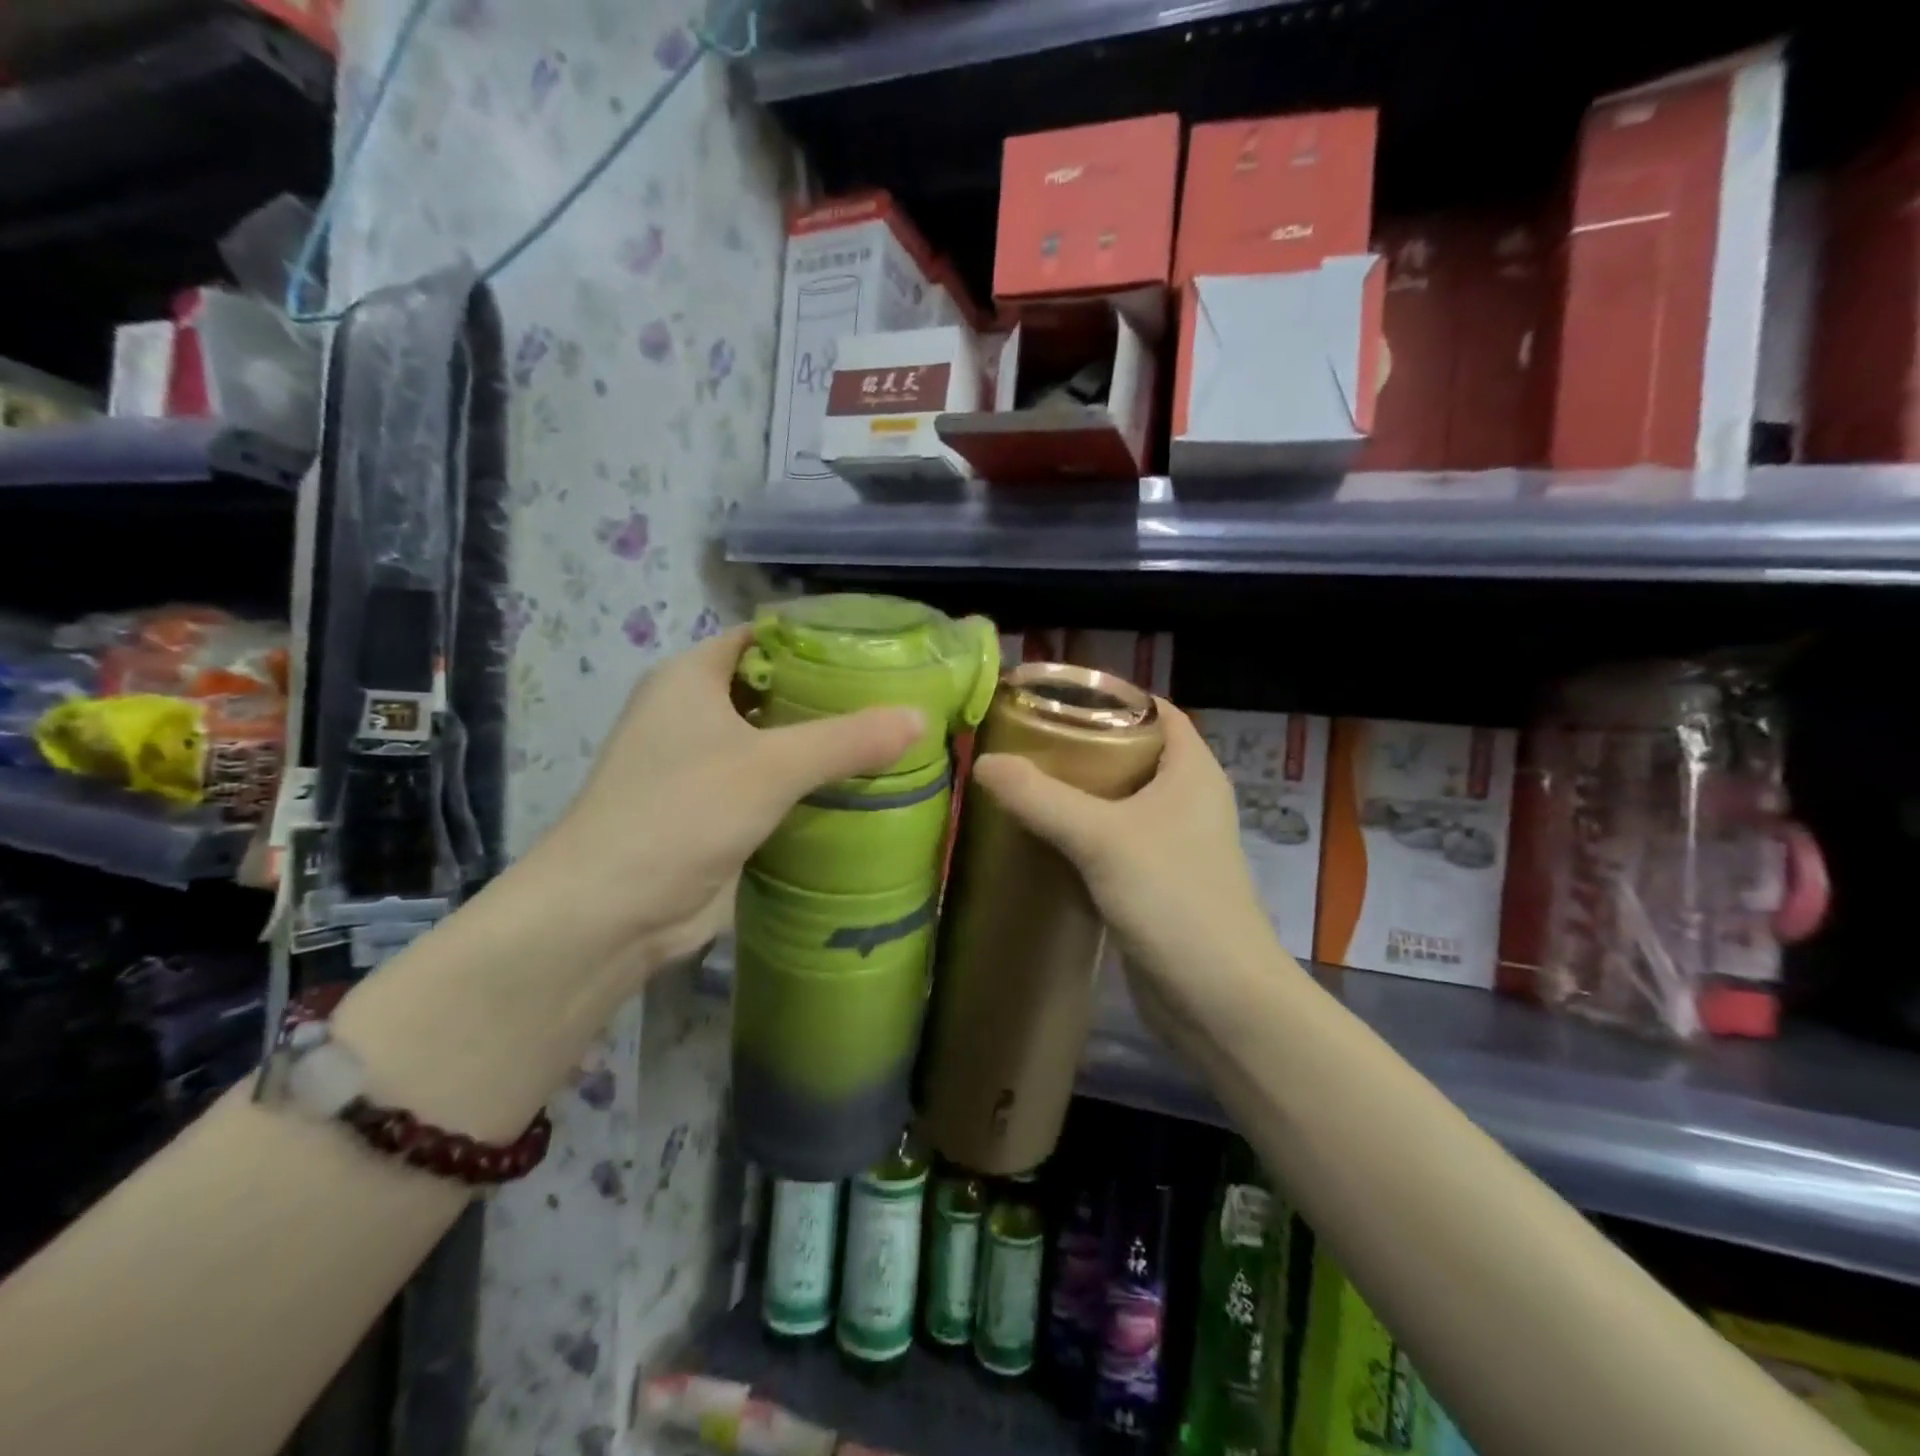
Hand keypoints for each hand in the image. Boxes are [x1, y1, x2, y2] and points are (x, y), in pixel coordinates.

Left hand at [531, 626, 923, 979]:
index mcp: (690, 678)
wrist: (611, 912)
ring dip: (821, 746)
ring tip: (889, 742)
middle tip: (895, 700)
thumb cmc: (683, 812)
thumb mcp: (772, 766)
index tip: (875, 650)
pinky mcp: (713, 813)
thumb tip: (921, 718)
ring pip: (773, 742)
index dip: (815, 640)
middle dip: (828, 697)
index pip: (762, 639)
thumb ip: (848, 739)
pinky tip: (857, 792)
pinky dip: (807, 787)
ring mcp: (700, 767)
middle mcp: (691, 714)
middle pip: (772, 691)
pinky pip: (770, 786)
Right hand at [969, 702, 1286, 1031]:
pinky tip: (1039, 836)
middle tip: (1024, 741)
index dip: (1109, 698)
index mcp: (1192, 770)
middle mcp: (1187, 799)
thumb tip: (983, 762)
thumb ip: (1041, 798)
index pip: (1154, 710)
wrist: (1218, 999)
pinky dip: (1080, 833)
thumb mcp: (1102, 838)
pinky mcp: (1155, 881)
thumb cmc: (1174, 899)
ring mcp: (1172, 843)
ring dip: (1077, 792)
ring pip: (1119, 800)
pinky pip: (1112, 841)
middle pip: (1130, 753)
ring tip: (1021, 781)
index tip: (1053, 697)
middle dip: (1080, 745)